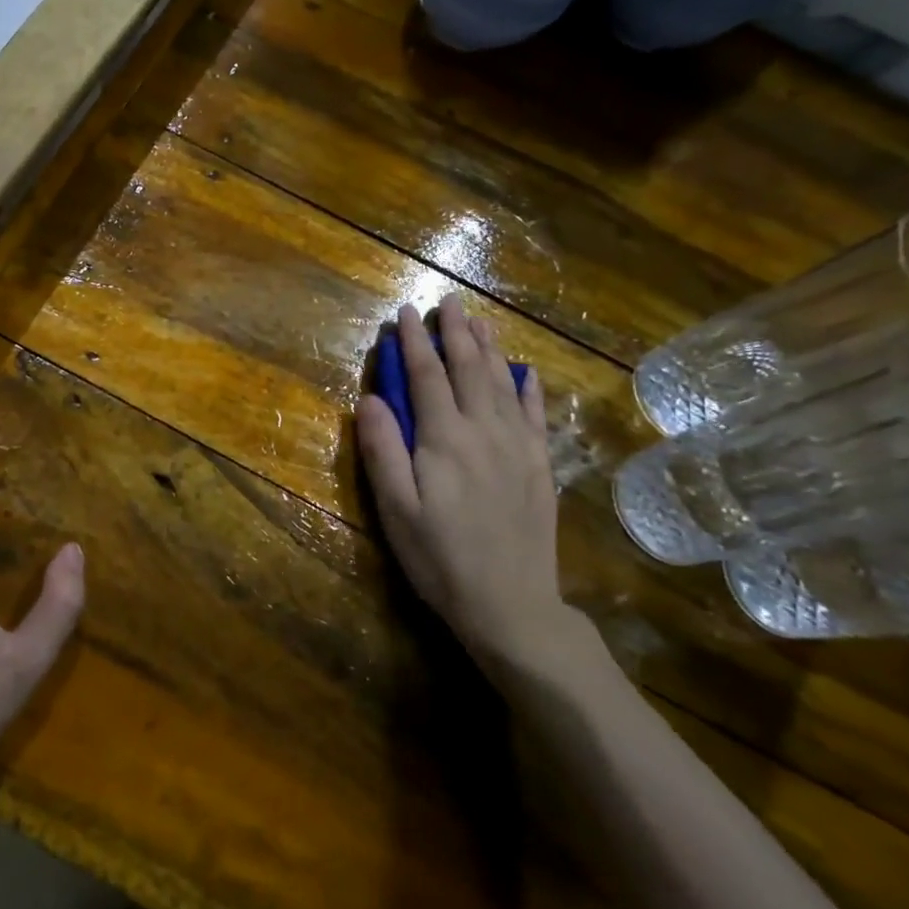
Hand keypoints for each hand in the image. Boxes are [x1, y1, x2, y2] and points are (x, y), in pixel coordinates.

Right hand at [357, 297, 586, 676]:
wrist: (511, 605)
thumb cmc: (439, 558)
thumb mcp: (395, 509)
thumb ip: (383, 450)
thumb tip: (370, 398)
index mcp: (445, 439)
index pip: (426, 377)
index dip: (413, 343)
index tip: (404, 313)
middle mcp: (485, 431)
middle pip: (469, 369)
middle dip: (455, 333)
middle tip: (447, 303)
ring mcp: (518, 447)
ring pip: (503, 383)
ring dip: (489, 349)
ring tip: (479, 322)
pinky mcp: (539, 466)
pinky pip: (535, 414)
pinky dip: (528, 387)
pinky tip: (525, 372)